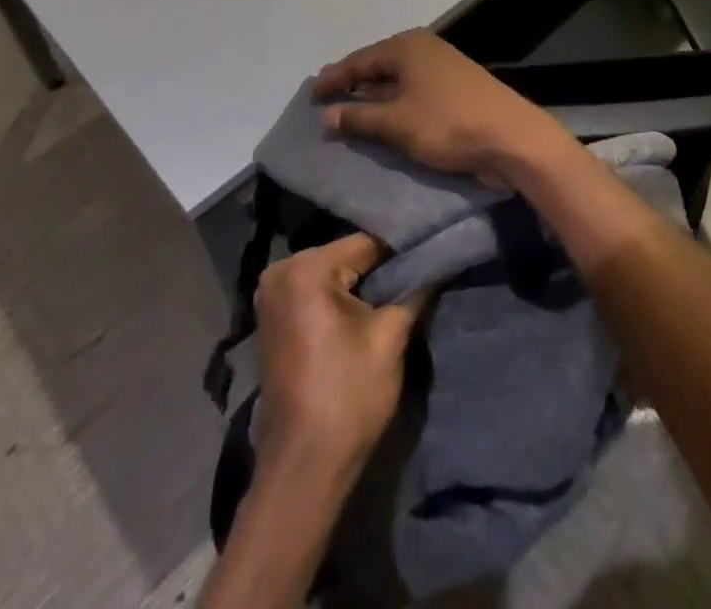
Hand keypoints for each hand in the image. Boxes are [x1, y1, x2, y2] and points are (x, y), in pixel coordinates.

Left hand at [254, 234, 423, 474]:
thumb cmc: (348, 396)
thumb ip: (415, 290)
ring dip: (362, 285)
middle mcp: (281, 271)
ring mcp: (272, 295)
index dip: (401, 251)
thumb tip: (439, 261)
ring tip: (399, 292)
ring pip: (332, 274)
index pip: (366, 243)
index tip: (430, 255)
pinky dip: (340, 299)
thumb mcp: (390, 337)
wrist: (304, 467)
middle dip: (380, 268)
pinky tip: (366, 311)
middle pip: (347, 256)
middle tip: (417, 276)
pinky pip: (315, 292)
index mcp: (305, 268)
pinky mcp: (273, 318)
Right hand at [314, 29, 577, 185]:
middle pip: (378, 66)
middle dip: (353, 85)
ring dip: (374, 97)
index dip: (333, 78)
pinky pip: (414, 91)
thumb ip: (358, 118)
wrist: (512, 139)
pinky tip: (386, 121)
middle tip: (327, 101)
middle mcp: (424, 49)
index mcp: (407, 47)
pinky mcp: (456, 88)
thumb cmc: (449, 124)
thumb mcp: (396, 123)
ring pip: (397, 80)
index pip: (359, 60)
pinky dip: (396, 104)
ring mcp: (443, 67)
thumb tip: (326, 116)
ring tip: (350, 113)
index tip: (311, 94)